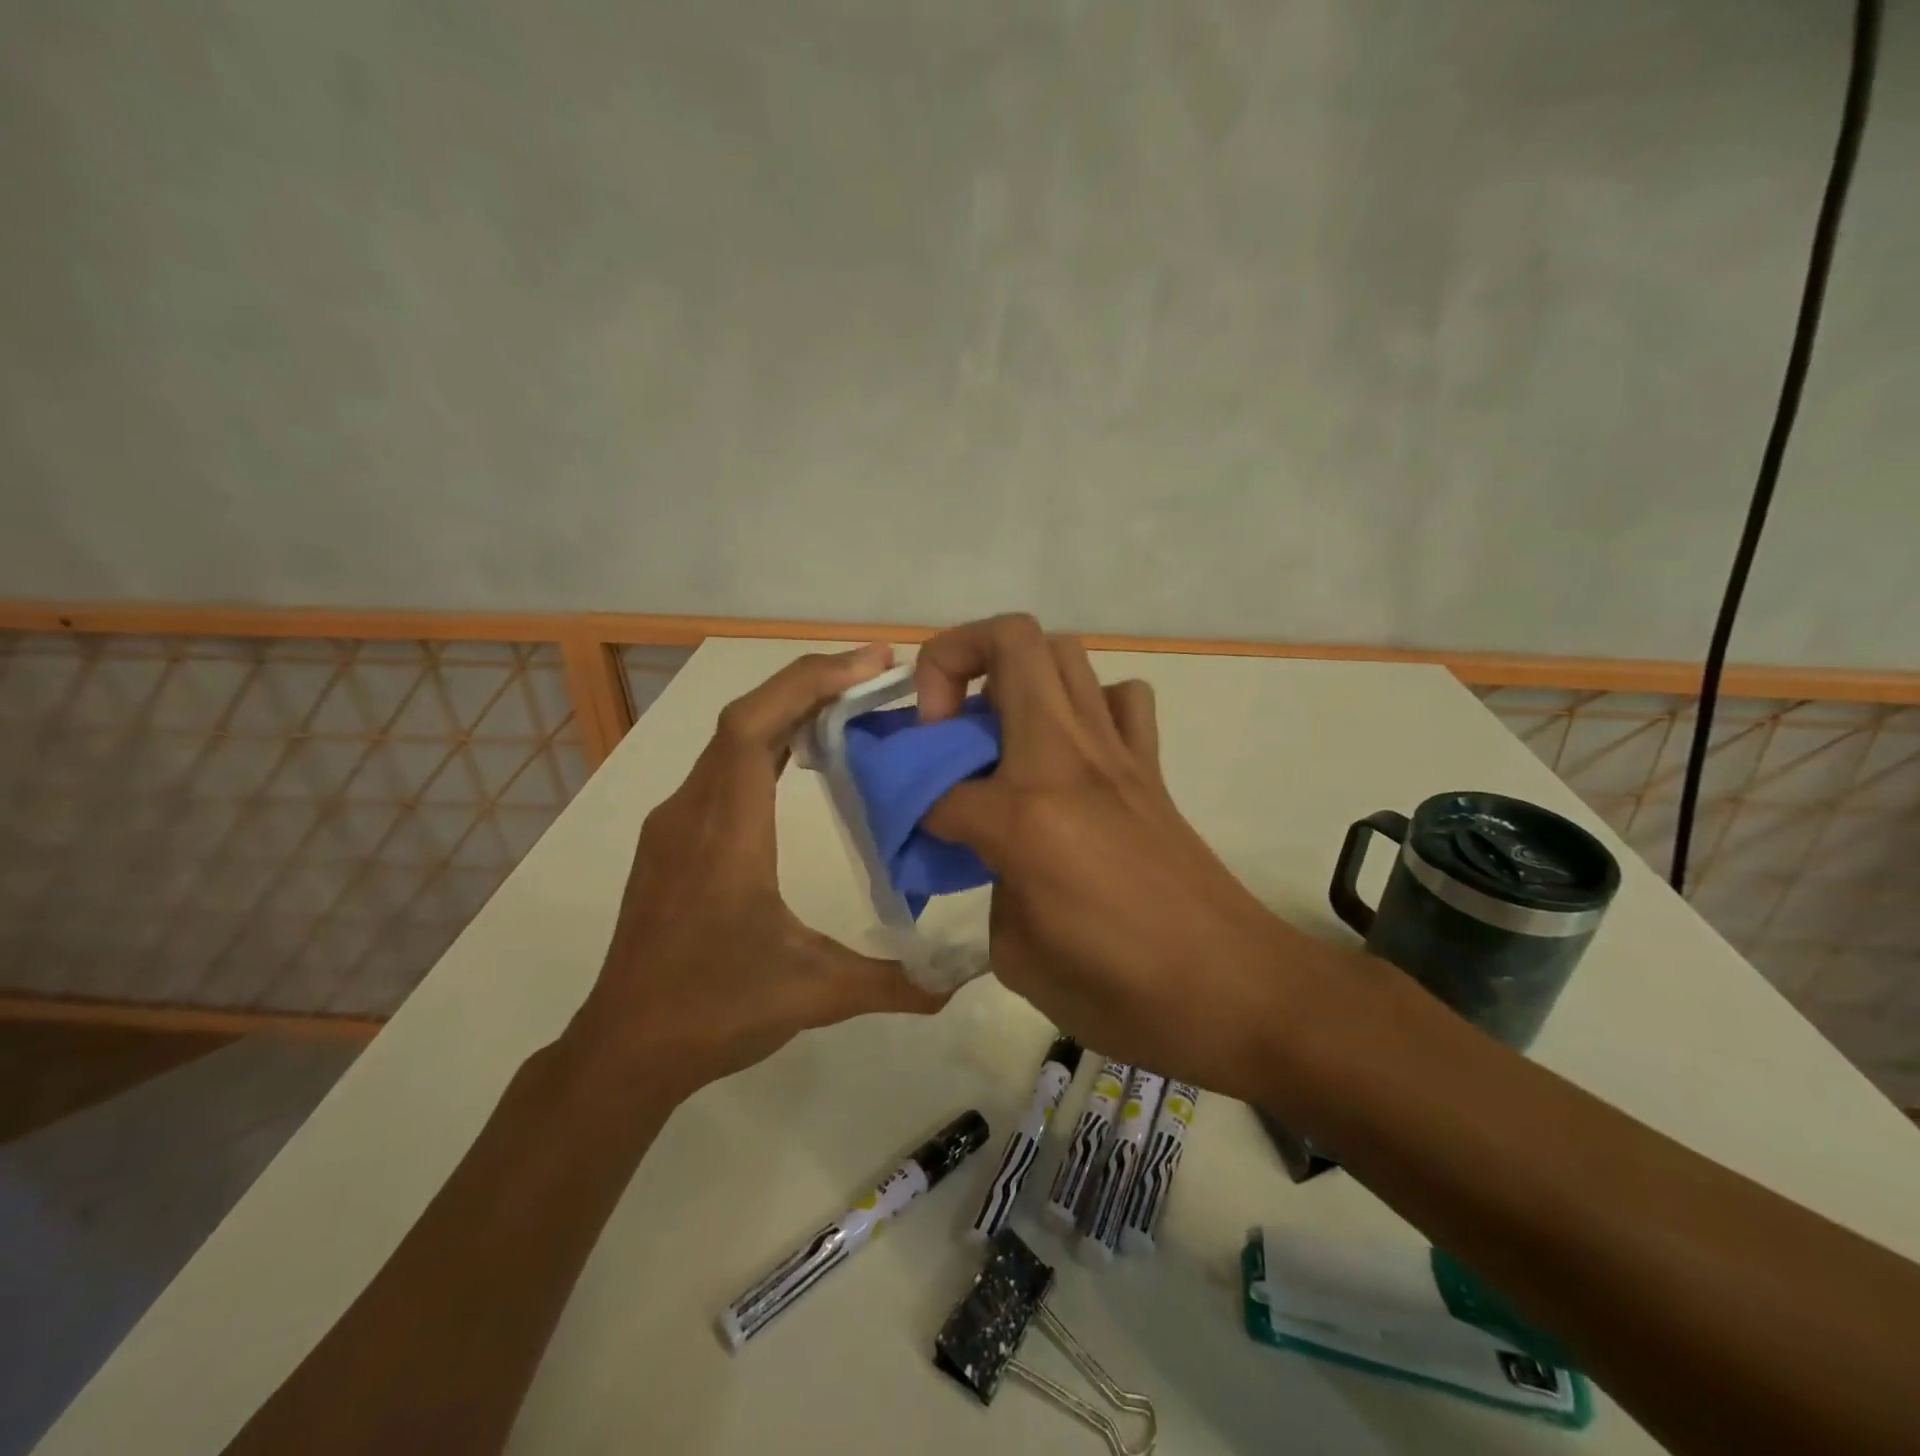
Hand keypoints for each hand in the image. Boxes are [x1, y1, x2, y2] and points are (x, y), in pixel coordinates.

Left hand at [574, 644, 946, 1099]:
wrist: (625, 1048)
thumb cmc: (715, 1009)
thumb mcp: (814, 994)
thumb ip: (893, 982)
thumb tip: (960, 978)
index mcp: (726, 833)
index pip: (753, 726)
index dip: (808, 683)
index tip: (870, 665)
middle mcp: (693, 811)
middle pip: (745, 717)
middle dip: (811, 684)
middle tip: (877, 674)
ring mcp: (676, 823)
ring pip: (731, 739)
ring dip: (788, 710)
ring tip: (850, 704)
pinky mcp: (673, 839)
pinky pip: (722, 766)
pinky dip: (766, 742)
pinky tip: (802, 756)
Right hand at [917, 615, 1329, 1101]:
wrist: (1242, 995)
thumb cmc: (1124, 994)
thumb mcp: (1018, 957)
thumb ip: (988, 888)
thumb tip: (988, 857)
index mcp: (1025, 814)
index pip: (936, 786)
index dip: (903, 805)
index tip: (901, 832)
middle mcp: (1069, 759)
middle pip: (1009, 643)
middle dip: (951, 661)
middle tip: (938, 724)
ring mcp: (1117, 754)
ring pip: (1063, 653)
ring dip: (1013, 675)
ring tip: (994, 734)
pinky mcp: (1150, 768)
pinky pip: (1118, 700)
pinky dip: (1084, 705)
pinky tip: (1067, 754)